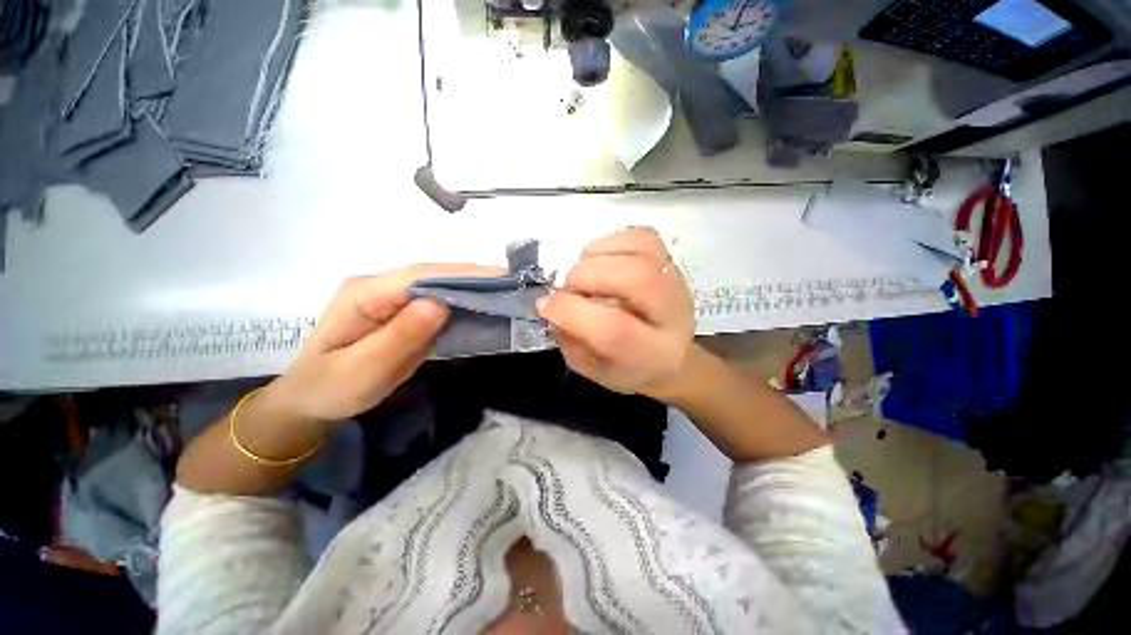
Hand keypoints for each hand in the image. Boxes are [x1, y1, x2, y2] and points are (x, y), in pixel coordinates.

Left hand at [269, 263, 504, 423]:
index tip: (499, 275)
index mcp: (364, 294)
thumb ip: (400, 336)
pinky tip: (483, 304)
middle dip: (473, 275)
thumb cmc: (331, 389)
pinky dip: (462, 302)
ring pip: (438, 286)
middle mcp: (380, 288)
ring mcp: (392, 299)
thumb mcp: (362, 369)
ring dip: (471, 286)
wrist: (312, 401)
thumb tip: (440, 303)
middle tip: (511, 280)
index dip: (461, 273)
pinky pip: (437, 303)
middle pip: (432, 275)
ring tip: (505, 288)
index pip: (419, 276)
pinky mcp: (403, 313)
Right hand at [536, 227, 694, 398]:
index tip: (545, 305)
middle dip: (584, 277)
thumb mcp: (592, 368)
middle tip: (568, 290)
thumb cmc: (627, 367)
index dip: (571, 311)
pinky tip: (600, 260)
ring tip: (585, 275)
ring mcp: (676, 281)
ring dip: (596, 256)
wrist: (672, 357)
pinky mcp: (671, 261)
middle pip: (634, 278)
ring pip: (640, 249)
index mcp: (653, 354)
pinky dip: (611, 241)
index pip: (614, 328)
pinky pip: (641, 235)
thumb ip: (570, 340)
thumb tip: (551, 304)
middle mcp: (673, 314)